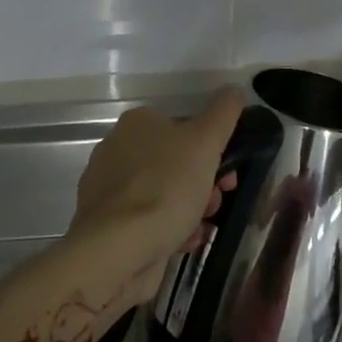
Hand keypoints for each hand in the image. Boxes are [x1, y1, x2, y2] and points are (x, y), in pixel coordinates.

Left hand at [69, 89, 242, 301]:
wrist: (118, 250)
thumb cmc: (165, 187)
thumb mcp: (205, 141)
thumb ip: (224, 112)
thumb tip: (233, 91)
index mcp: (137, 122)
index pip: (183, 126)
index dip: (212, 148)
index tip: (229, 172)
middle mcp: (118, 149)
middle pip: (175, 161)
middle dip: (204, 182)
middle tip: (217, 201)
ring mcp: (110, 188)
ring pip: (165, 192)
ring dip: (191, 208)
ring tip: (201, 227)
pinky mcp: (109, 224)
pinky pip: (149, 220)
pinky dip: (170, 229)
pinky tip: (184, 242)